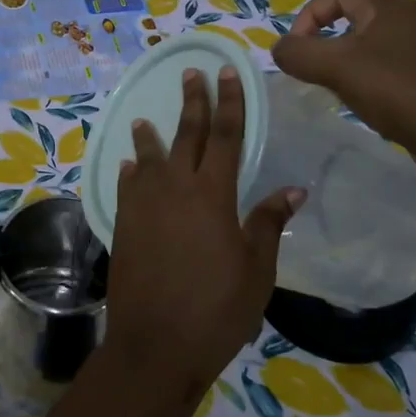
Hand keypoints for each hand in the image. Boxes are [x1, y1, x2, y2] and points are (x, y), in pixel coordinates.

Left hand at [104, 66, 300, 397]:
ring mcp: (143, 206)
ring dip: (150, 136)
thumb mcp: (256, 270)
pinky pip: (126, 188)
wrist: (156, 344)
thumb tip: (292, 190)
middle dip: (191, 103)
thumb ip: (268, 224)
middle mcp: (174, 189)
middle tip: (190, 74)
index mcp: (212, 195)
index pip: (224, 135)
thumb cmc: (217, 309)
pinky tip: (130, 165)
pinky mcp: (123, 226)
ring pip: (148, 159)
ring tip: (145, 119)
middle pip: (185, 136)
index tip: (226, 72)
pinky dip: (130, 172)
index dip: (228, 102)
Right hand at [271, 0, 415, 156]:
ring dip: (347, 61)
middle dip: (326, 40)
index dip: (308, 17)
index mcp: (388, 6)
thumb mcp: (335, 67)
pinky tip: (369, 101)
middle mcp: (411, 18)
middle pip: (355, 17)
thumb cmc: (394, 90)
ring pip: (372, 43)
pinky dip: (370, 77)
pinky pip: (391, 65)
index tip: (296, 50)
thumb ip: (297, 53)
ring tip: (337, 87)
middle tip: (313, 69)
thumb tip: (279, 48)